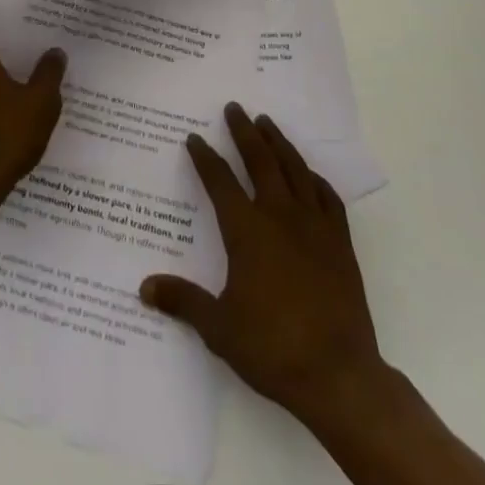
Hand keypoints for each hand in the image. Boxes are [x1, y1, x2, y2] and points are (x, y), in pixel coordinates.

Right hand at [140, 103, 392, 435]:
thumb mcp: (219, 329)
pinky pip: (327, 196)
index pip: (219, 181)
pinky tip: (308, 174)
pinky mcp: (339, 242)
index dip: (204, 157)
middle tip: (234, 107)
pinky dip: (314, 178)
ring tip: (267, 122)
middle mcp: (279, 215)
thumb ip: (183, 301)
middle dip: (244, 131)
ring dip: (278, 142)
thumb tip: (144, 287)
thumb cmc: (273, 348)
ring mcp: (313, 225)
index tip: (194, 138)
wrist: (339, 376)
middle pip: (259, 160)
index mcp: (246, 230)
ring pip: (293, 169)